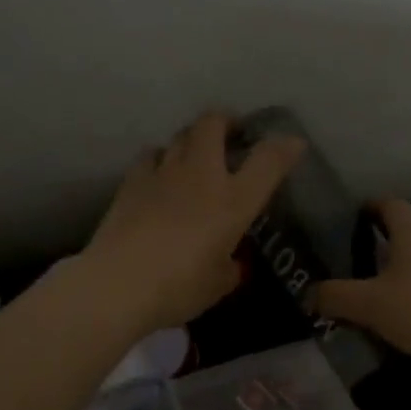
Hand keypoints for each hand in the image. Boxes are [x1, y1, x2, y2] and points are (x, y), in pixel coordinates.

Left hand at [83, 112, 304, 333]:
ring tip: (195, 156)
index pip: (268, 160)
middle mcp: (201, 175)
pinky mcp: (131, 181)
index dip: (284, 147)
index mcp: (233, 201)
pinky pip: (151, 155)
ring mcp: (163, 173)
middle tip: (232, 135)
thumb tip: (228, 261)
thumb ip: (229, 266)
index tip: (292, 144)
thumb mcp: (218, 284)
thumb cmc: (178, 288)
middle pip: (214, 124)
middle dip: (226, 121)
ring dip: (192, 139)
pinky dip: (161, 159)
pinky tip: (160, 176)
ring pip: (180, 135)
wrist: (118, 284)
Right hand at [312, 200, 410, 374]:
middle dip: (382, 241)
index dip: (370, 207)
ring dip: (403, 266)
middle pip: (407, 230)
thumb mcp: (369, 306)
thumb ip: (334, 297)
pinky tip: (410, 311)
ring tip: (380, 289)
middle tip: (356, 260)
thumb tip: (308, 295)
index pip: (390, 204)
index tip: (352, 220)